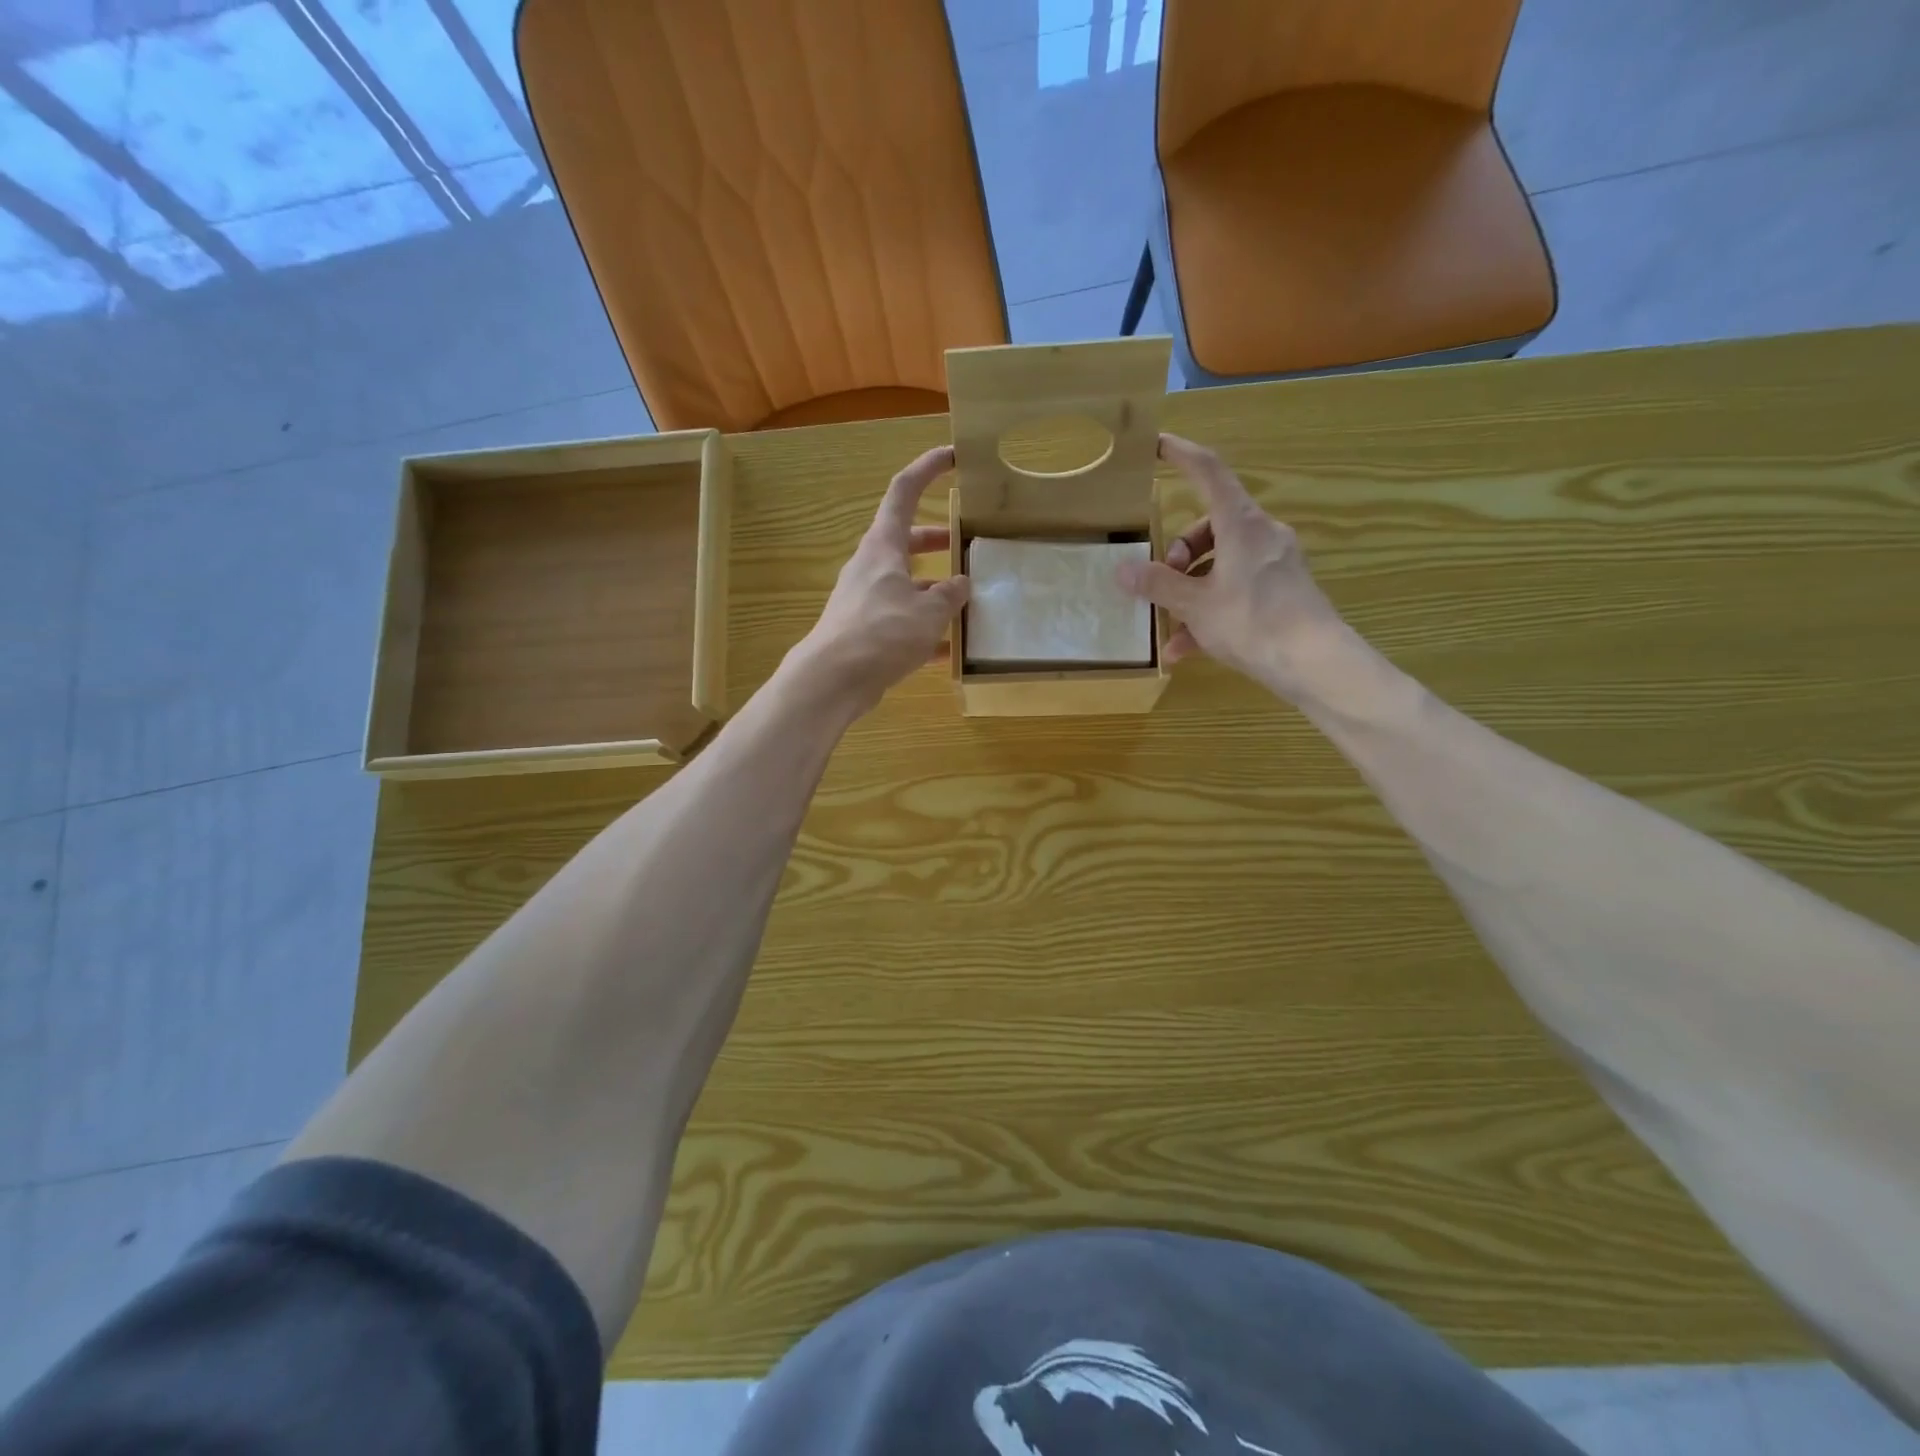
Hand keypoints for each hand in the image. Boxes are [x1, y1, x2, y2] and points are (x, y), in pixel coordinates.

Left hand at [790, 445, 969, 716]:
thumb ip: (950, 595)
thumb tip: (962, 584)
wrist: (832, 679)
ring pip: (906, 584)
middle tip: (965, 543)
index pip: (904, 492)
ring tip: (967, 602)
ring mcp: (866, 600)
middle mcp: (872, 567)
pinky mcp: (865, 631)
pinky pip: (901, 621)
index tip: (952, 456)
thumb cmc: (881, 632)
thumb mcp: (928, 611)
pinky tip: (949, 650)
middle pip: (907, 541)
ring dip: (934, 589)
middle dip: (937, 539)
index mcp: (884, 546)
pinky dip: (924, 630)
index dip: (927, 469)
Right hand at [1116, 434, 1345, 696]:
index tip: (1158, 444)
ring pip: (1221, 563)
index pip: (1209, 472)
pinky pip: (1237, 588)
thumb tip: (1123, 570)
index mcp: (1241, 525)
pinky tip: (1187, 648)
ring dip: (1190, 590)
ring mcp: (1275, 563)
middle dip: (1178, 553)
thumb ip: (1158, 585)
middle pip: (1210, 526)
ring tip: (1170, 627)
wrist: (1314, 662)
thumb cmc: (1252, 622)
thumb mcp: (1195, 605)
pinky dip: (1211, 610)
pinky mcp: (1282, 590)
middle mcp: (1261, 535)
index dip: (1182, 454)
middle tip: (1160, 581)